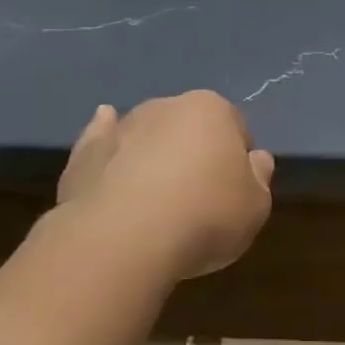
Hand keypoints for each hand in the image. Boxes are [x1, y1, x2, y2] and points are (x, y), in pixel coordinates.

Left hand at [57, 91, 274, 278]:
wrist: (123, 238)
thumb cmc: (204, 216)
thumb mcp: (255, 206)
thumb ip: (259, 178)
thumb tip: (256, 160)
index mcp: (213, 110)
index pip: (235, 127)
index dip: (238, 160)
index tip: (234, 191)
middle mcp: (167, 106)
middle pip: (189, 127)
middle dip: (194, 153)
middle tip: (197, 199)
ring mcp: (123, 126)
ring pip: (147, 135)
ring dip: (153, 155)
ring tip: (156, 201)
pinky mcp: (85, 152)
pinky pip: (102, 143)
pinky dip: (108, 148)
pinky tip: (108, 158)